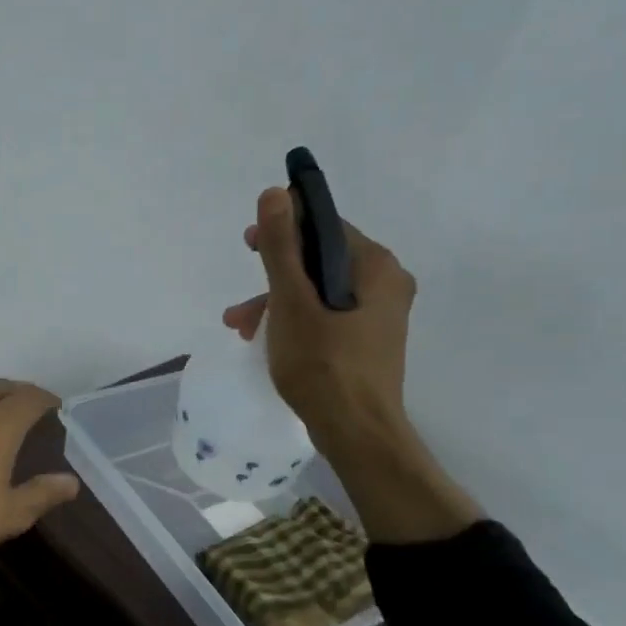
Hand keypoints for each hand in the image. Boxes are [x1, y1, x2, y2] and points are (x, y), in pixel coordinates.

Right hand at [223, 187, 480, 542]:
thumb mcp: (291, 302)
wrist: (356, 433)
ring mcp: (379, 316)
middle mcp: (385, 284)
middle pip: (319, 261)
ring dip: (276, 304)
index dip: (284, 228)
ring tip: (241, 328)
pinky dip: (295, 322)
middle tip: (242, 292)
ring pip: (319, 292)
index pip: (326, 226)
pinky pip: (326, 317)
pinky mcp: (367, 342)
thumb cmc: (322, 364)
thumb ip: (281, 247)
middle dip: (273, 276)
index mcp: (376, 266)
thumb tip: (275, 192)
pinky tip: (266, 341)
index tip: (250, 243)